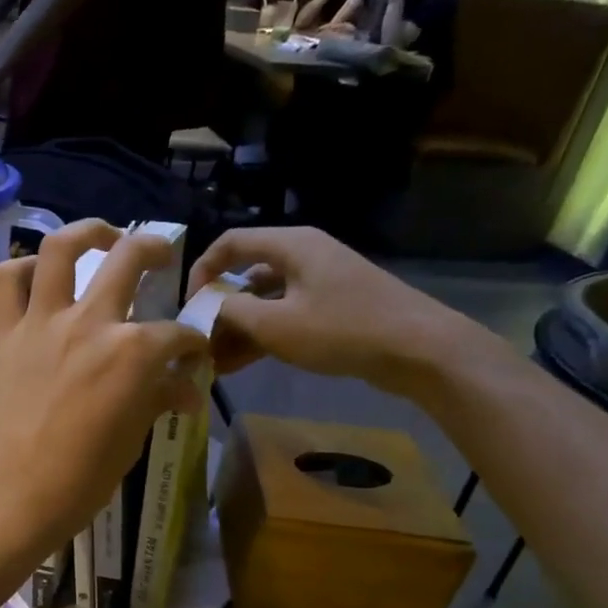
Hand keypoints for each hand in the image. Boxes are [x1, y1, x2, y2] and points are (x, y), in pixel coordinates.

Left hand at [0, 219, 208, 573]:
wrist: (2, 499)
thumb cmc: (75, 484)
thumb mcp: (129, 444)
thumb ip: (155, 401)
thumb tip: (185, 388)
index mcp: (132, 354)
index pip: (176, 336)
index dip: (192, 343)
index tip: (193, 354)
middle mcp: (90, 323)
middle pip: (129, 260)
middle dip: (155, 249)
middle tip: (161, 254)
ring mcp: (41, 322)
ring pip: (62, 248)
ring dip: (88, 232)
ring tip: (102, 236)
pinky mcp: (1, 333)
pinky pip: (7, 279)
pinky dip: (23, 269)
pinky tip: (39, 279)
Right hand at [185, 227, 485, 395]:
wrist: (420, 351)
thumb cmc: (343, 329)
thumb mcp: (276, 324)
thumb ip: (230, 312)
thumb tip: (204, 308)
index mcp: (291, 245)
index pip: (229, 243)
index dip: (201, 271)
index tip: (186, 306)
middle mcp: (303, 255)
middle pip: (245, 275)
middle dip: (218, 310)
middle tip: (197, 342)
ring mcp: (320, 282)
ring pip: (264, 300)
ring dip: (237, 328)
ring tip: (214, 362)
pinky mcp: (332, 307)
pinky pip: (285, 315)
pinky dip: (262, 335)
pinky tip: (240, 364)